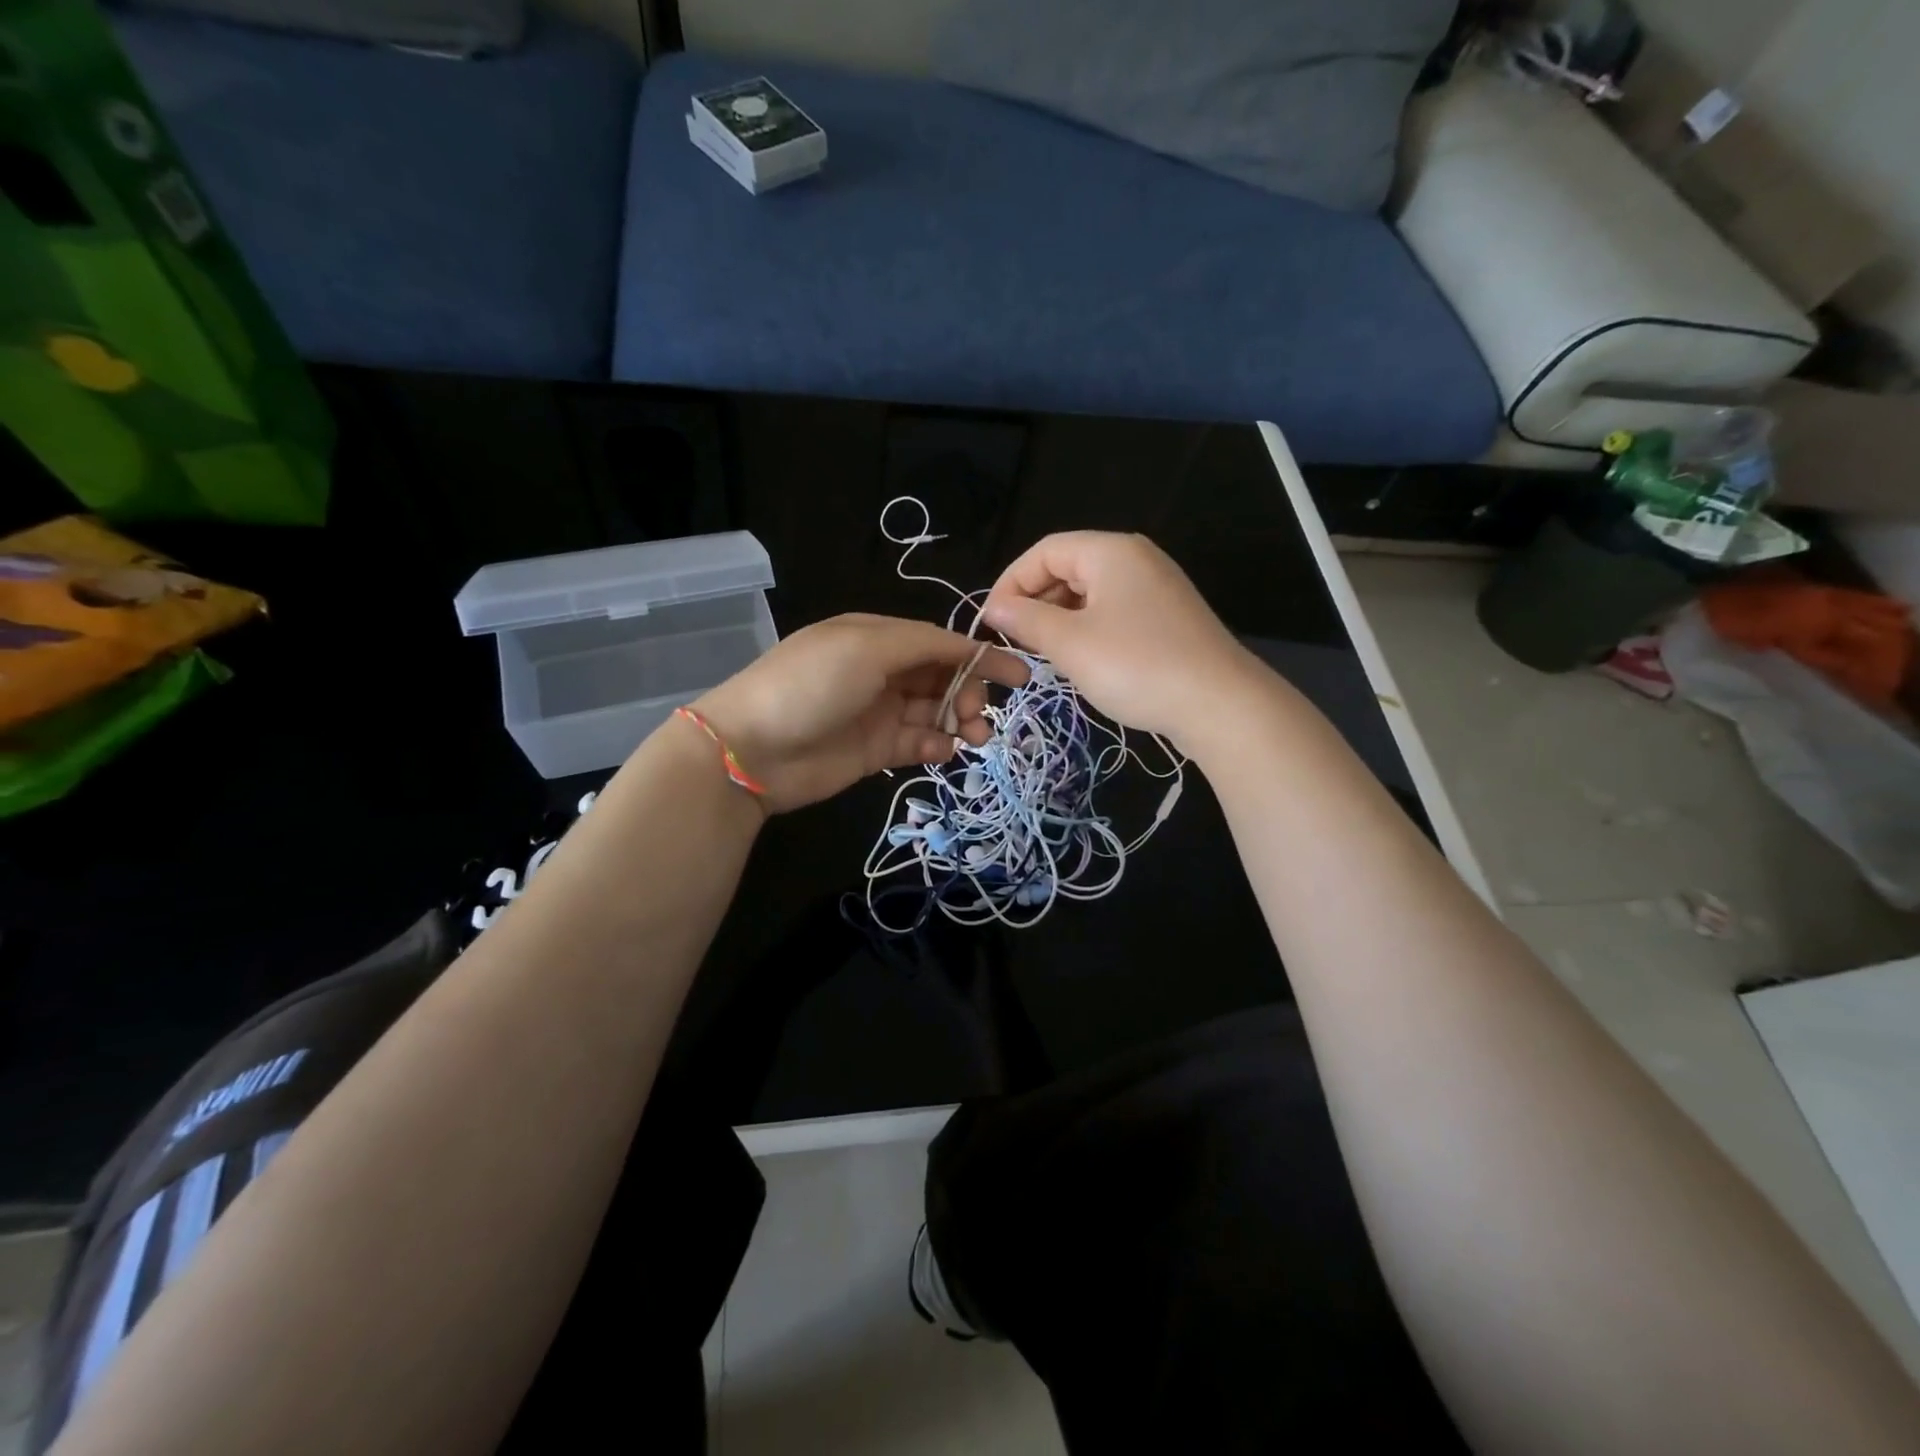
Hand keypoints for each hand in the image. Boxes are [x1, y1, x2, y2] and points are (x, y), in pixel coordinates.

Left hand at [687, 614, 1027, 813]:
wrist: (752, 750)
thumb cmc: (810, 686)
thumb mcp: (866, 648)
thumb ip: (922, 644)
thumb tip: (967, 647)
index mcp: (876, 637)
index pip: (938, 642)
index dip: (979, 656)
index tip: (1019, 675)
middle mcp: (880, 671)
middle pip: (941, 677)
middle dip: (970, 692)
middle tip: (979, 716)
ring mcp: (878, 712)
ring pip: (935, 711)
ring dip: (961, 721)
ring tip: (976, 737)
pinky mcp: (874, 750)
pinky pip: (918, 742)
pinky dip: (937, 745)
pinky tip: (945, 751)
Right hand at [979, 532, 1257, 741]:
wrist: (1219, 704)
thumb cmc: (1136, 666)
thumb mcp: (1070, 644)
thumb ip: (1027, 620)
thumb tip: (995, 608)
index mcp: (1110, 551)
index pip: (1044, 551)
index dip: (1011, 582)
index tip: (992, 622)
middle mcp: (1135, 559)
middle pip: (1068, 567)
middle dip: (1035, 601)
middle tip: (1016, 640)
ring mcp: (1156, 588)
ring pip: (1091, 593)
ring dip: (1060, 618)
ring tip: (1044, 654)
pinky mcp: (1168, 618)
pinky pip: (1114, 612)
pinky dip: (1088, 629)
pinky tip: (1082, 661)